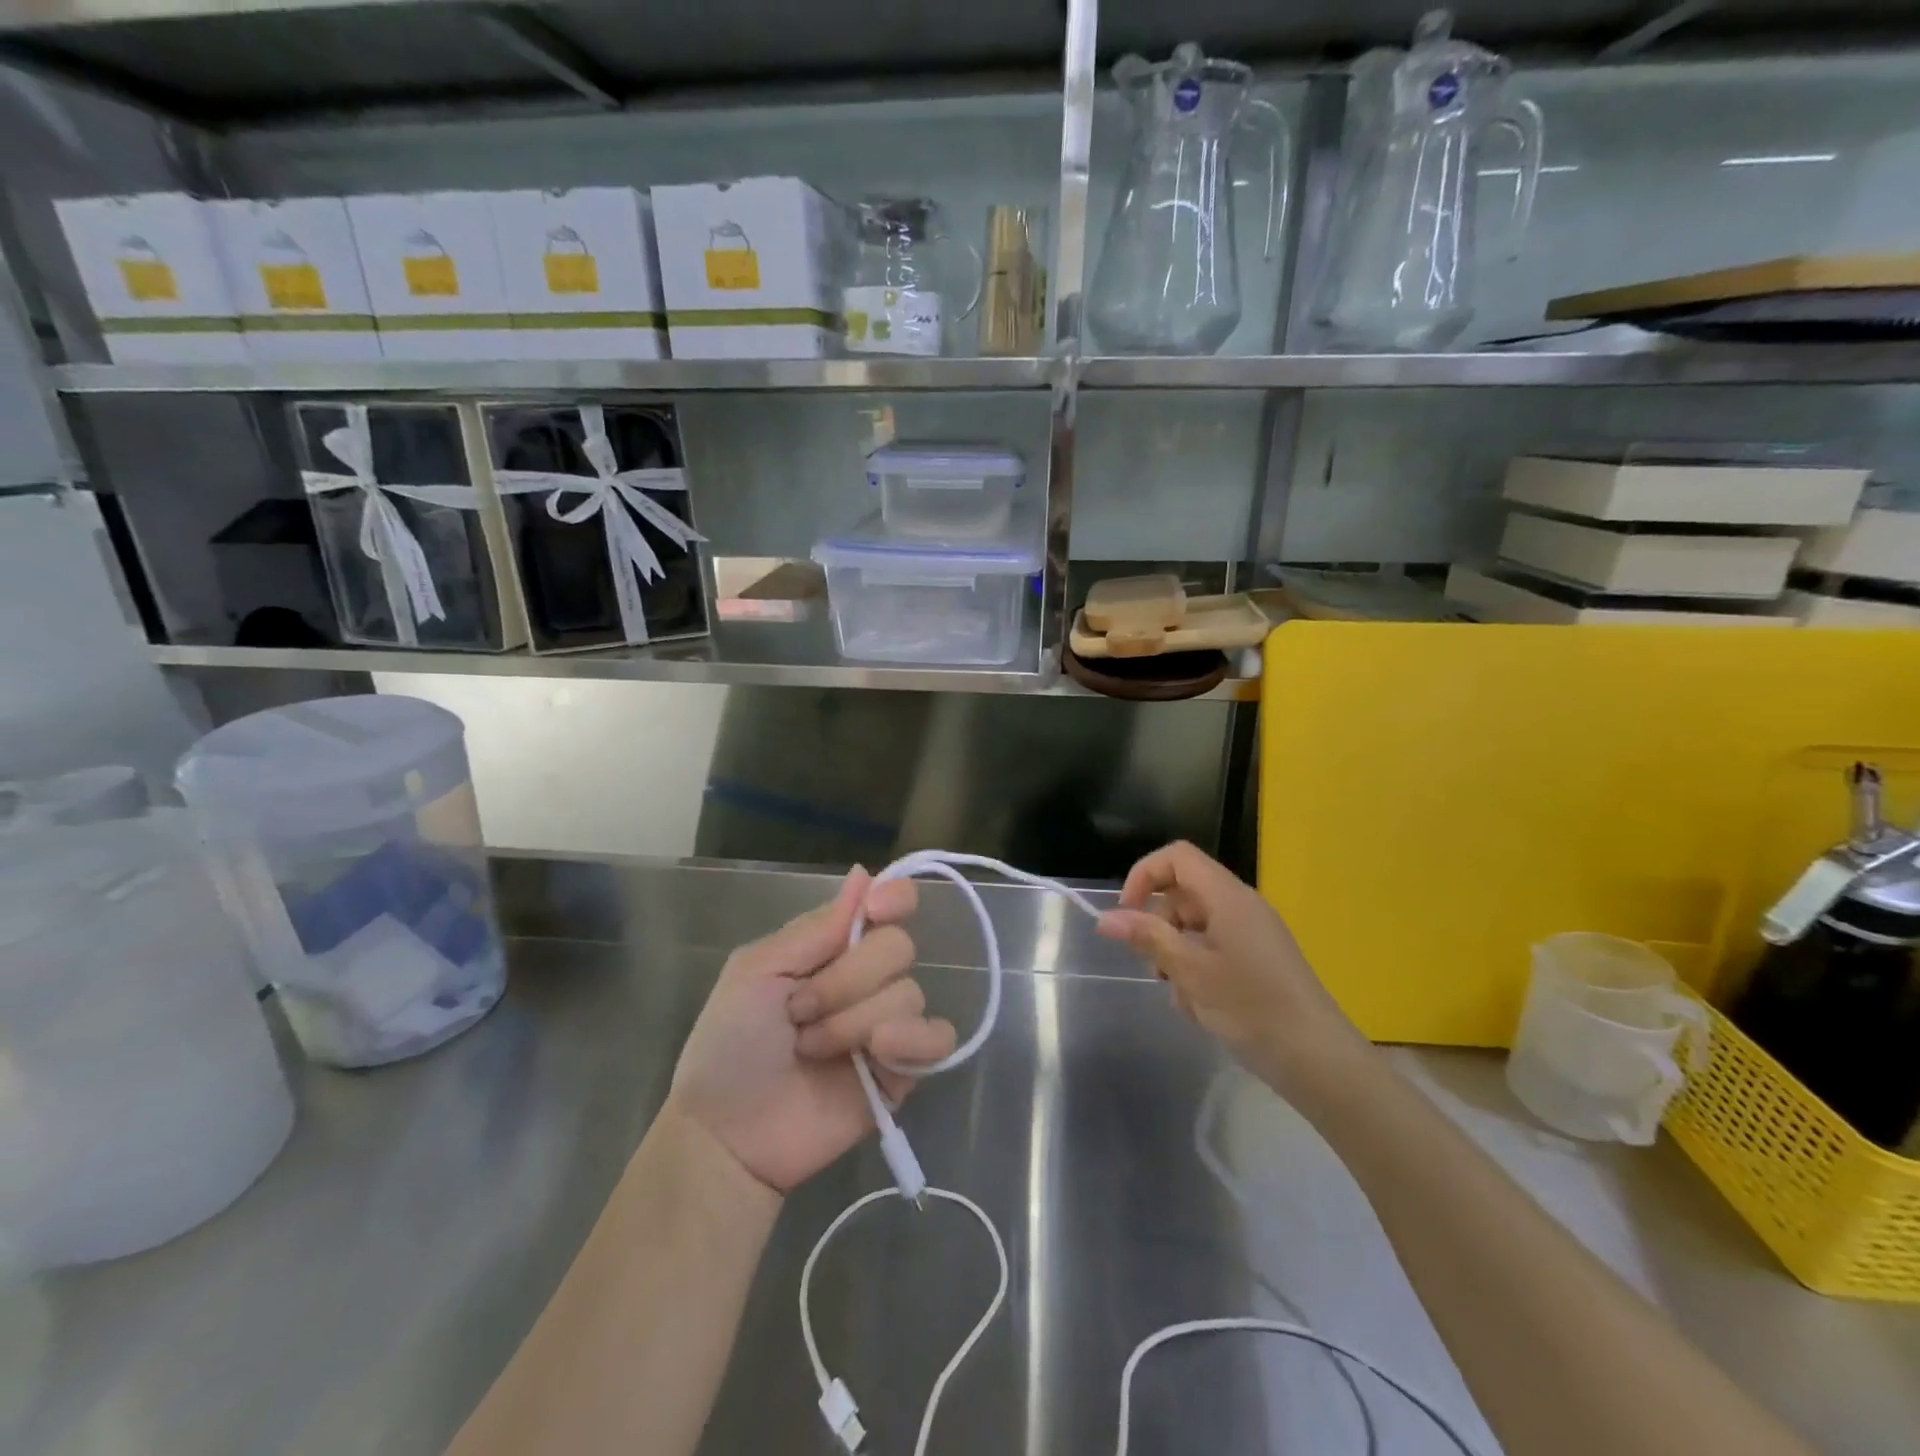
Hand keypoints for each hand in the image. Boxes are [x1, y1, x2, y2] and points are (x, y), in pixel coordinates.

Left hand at [666, 868, 956, 1194]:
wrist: (728, 1133)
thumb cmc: (730, 1044)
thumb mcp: (757, 971)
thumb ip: (816, 927)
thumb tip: (866, 873)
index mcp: (834, 947)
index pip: (890, 904)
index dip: (895, 898)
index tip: (876, 910)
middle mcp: (867, 978)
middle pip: (898, 947)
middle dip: (846, 980)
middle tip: (799, 1011)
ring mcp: (888, 1025)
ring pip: (909, 994)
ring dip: (854, 1022)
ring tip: (811, 1050)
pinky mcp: (903, 1071)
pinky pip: (939, 1038)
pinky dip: (914, 1040)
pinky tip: (879, 1053)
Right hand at [1095, 841, 1372, 1103]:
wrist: (1320, 1061)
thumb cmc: (1252, 1008)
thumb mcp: (1191, 971)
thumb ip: (1148, 938)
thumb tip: (1105, 918)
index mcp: (1228, 897)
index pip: (1177, 857)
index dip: (1144, 875)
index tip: (1126, 914)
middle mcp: (1241, 906)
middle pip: (1183, 894)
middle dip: (1159, 927)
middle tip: (1156, 968)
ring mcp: (1252, 934)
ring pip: (1195, 927)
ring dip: (1176, 955)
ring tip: (1183, 997)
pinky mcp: (1258, 961)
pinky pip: (1214, 950)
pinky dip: (1198, 971)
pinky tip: (1202, 1009)